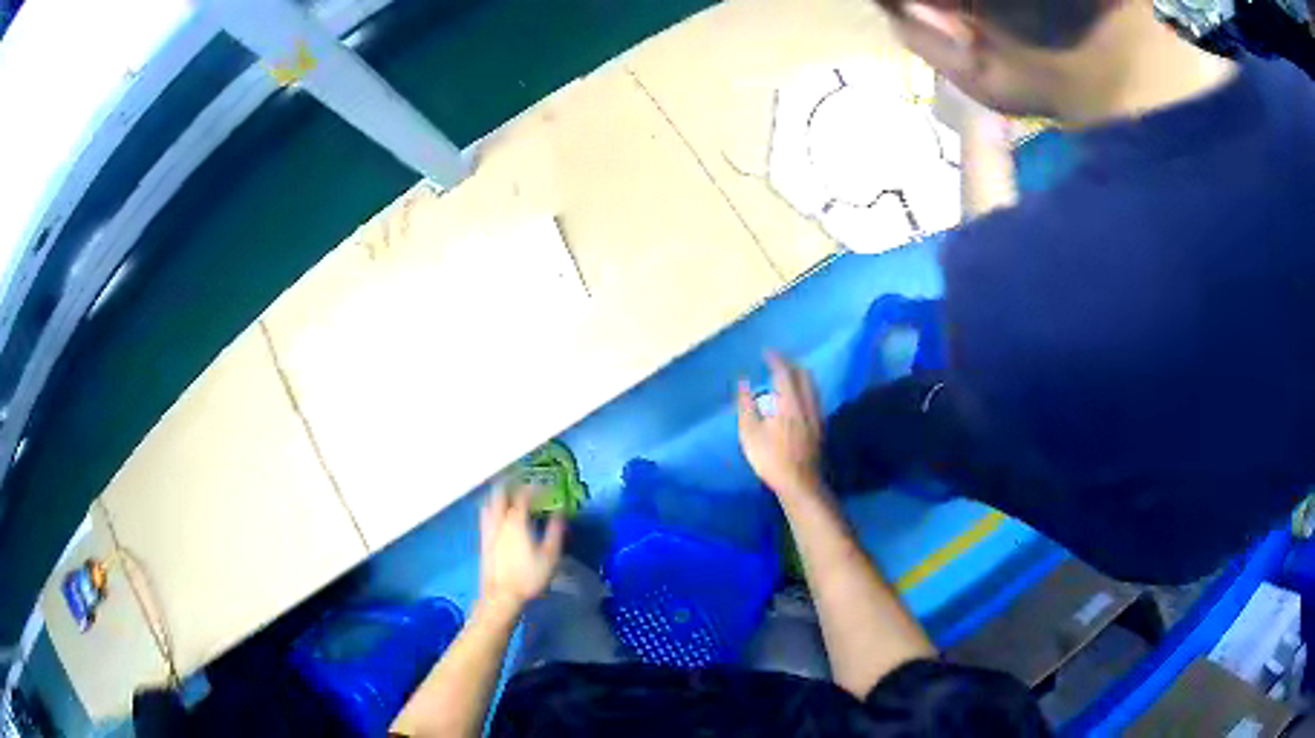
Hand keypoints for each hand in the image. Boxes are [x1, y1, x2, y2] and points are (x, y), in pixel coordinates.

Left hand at [478, 484, 564, 613]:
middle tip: (523, 484)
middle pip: (500, 494)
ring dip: (499, 496)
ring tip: (509, 496)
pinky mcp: (483, 541)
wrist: (501, 595)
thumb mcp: (549, 556)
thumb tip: (560, 514)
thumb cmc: (528, 577)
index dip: (535, 488)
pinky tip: (497, 516)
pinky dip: (492, 509)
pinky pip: (485, 517)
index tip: (546, 487)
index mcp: (516, 521)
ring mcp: (488, 530)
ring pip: (489, 504)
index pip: (523, 495)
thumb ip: (555, 532)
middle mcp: (499, 521)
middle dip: (512, 484)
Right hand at [737, 353, 825, 498]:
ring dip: (800, 377)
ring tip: (787, 377)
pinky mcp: (821, 427)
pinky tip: (798, 399)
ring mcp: (817, 415)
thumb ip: (746, 405)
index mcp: (789, 402)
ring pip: (812, 386)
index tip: (767, 353)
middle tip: (777, 362)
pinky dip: (805, 390)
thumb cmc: (771, 458)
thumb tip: (743, 383)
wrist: (801, 483)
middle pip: (804, 375)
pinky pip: (814, 398)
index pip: (785, 372)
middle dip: (790, 365)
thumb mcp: (750, 433)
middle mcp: (807, 403)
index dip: (776, 360)